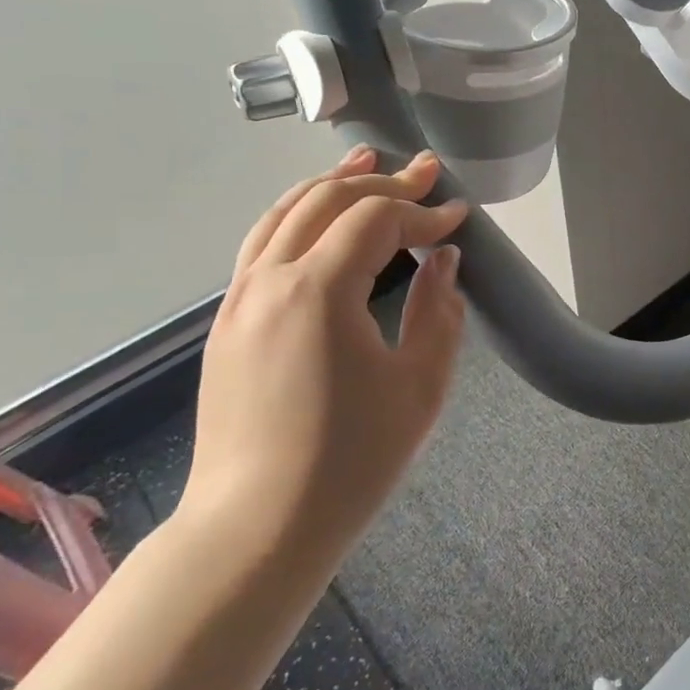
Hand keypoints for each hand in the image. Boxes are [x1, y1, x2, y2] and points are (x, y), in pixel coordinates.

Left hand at [181, 145, 467, 564]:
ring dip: (330, 184)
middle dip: (382, 181)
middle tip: (426, 173)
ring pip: (283, 213)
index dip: (424, 212)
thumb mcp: (421, 384)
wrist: (257, 528)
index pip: (377, 220)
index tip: (461, 216)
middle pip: (326, 200)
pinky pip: (262, 244)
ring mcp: (239, 300)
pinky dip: (297, 214)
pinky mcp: (227, 323)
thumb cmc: (353, 459)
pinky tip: (318, 216)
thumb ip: (437, 310)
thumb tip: (441, 260)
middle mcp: (270, 280)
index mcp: (318, 291)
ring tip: (366, 161)